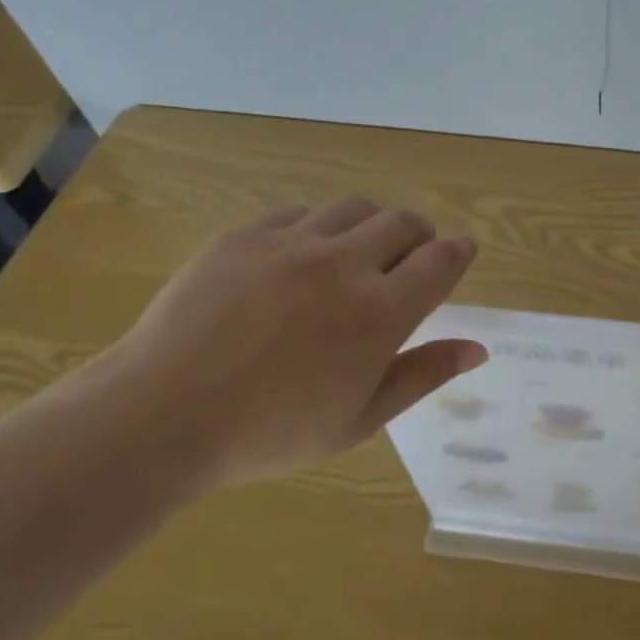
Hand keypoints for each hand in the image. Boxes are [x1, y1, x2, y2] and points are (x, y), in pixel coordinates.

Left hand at [100, 197, 484, 484]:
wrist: (161, 414)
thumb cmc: (270, 431)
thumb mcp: (359, 419)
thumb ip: (423, 375)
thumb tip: (478, 348)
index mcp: (379, 311)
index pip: (441, 261)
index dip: (459, 252)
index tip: (461, 254)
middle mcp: (344, 263)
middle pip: (404, 223)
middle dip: (419, 237)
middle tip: (408, 263)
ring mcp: (292, 242)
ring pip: (355, 208)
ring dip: (370, 226)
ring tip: (355, 255)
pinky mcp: (246, 234)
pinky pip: (299, 213)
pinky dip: (316, 228)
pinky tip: (299, 259)